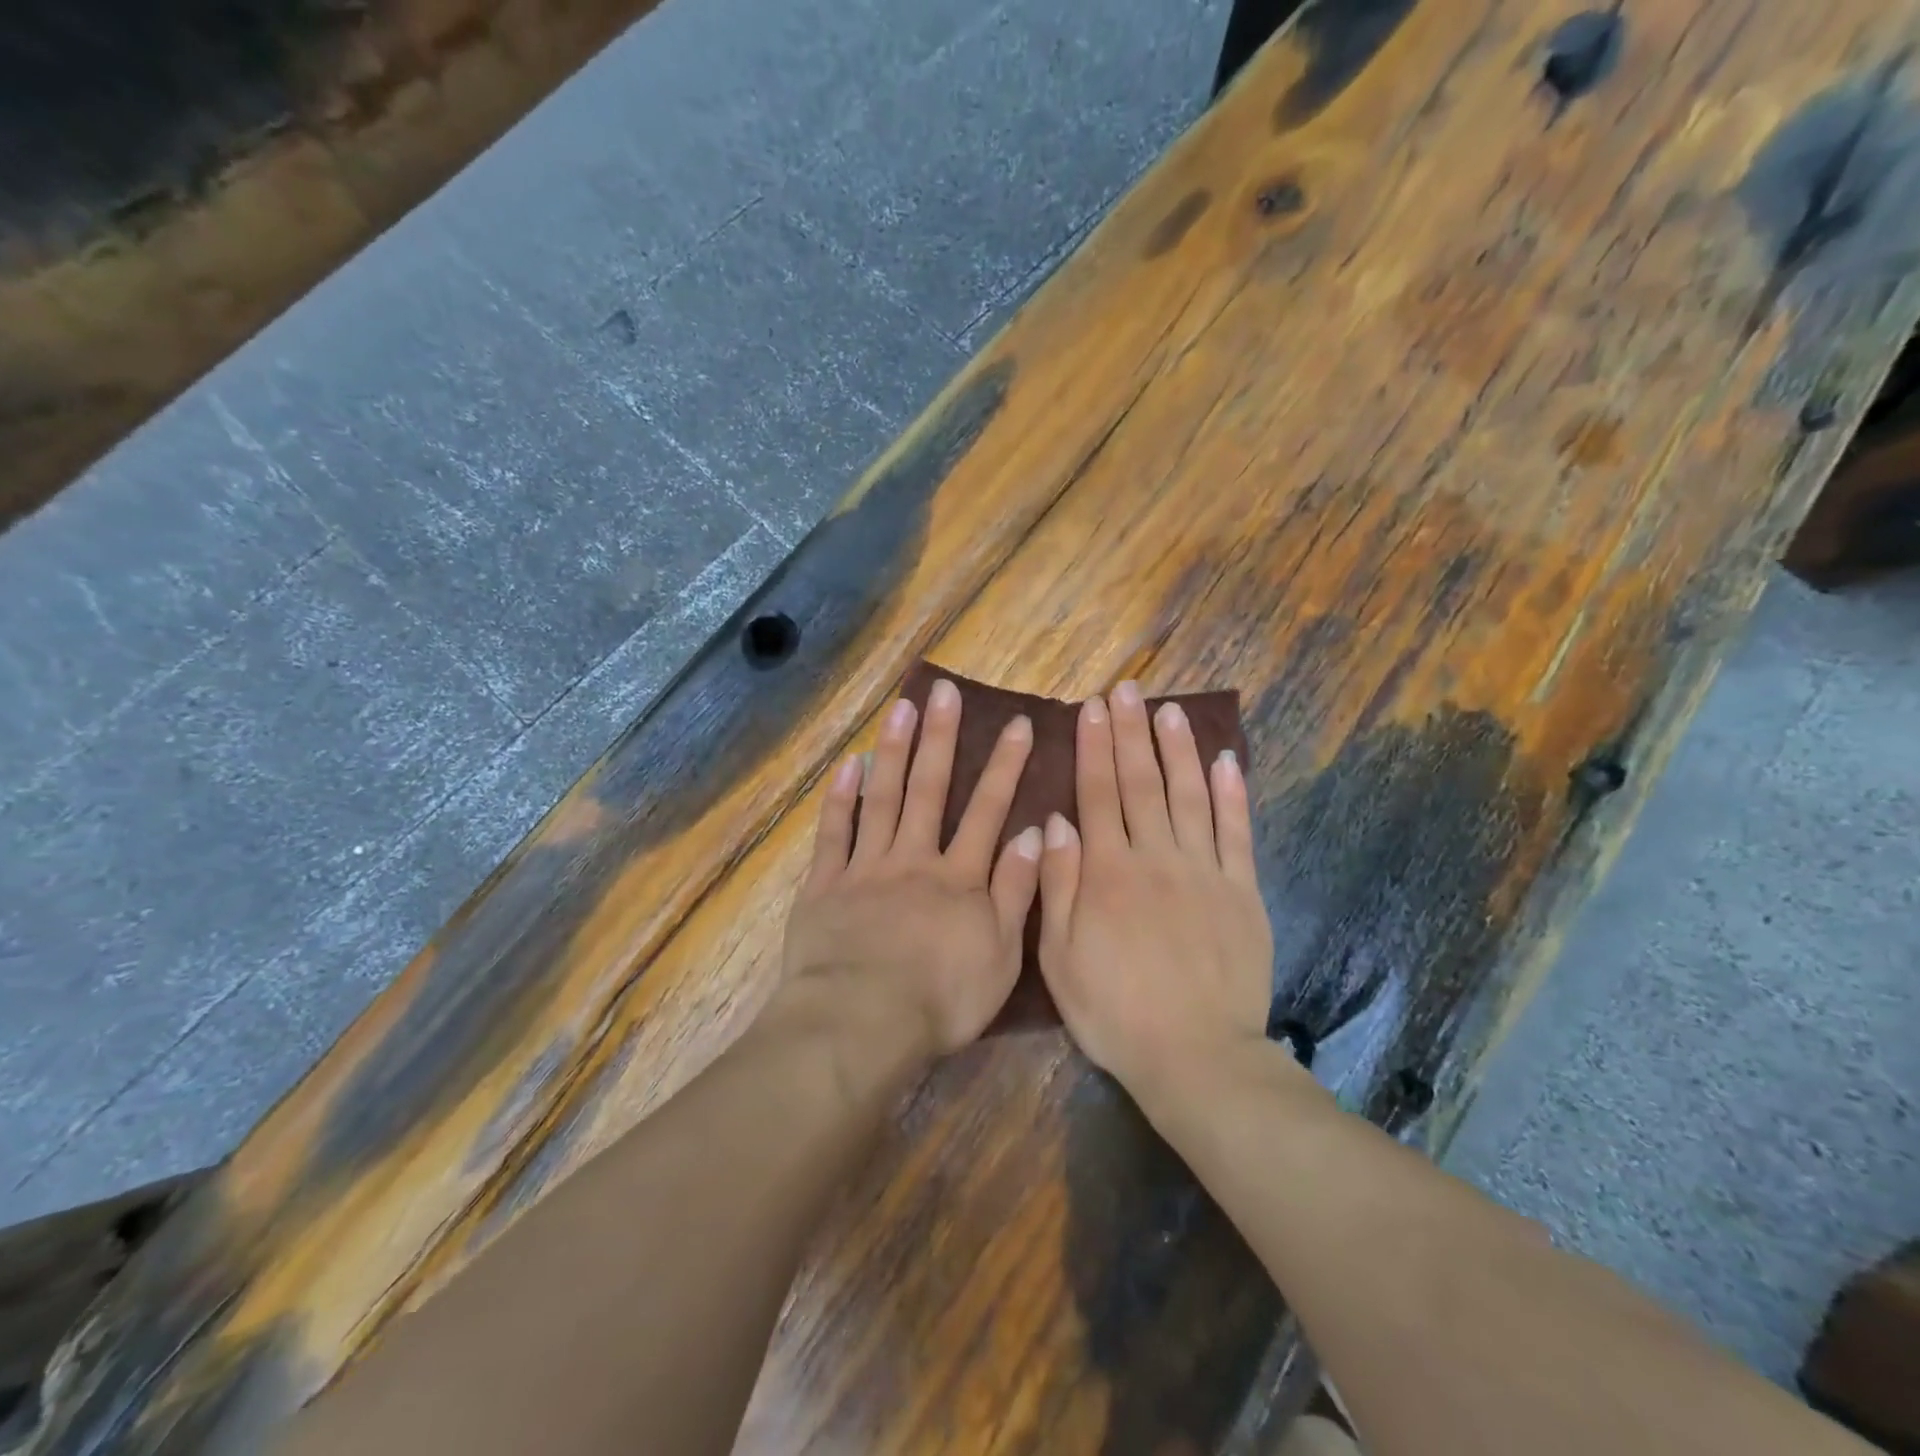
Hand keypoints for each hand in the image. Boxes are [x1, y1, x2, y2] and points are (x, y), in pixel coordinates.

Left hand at [784, 678, 1042, 1056]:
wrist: (861, 1023)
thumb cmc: (940, 999)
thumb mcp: (1001, 954)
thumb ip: (1018, 891)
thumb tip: (1037, 833)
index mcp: (959, 878)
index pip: (987, 811)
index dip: (1005, 766)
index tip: (1018, 724)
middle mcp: (914, 859)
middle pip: (929, 790)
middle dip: (940, 738)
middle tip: (944, 692)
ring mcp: (866, 868)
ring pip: (882, 798)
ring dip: (893, 751)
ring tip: (900, 707)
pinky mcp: (826, 885)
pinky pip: (834, 833)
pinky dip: (840, 798)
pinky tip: (847, 765)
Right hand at [1036, 681, 1273, 1094]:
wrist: (1196, 1057)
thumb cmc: (1114, 1011)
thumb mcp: (1059, 957)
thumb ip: (1056, 885)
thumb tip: (1054, 821)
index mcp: (1108, 872)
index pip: (1097, 793)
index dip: (1094, 746)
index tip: (1093, 707)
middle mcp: (1156, 857)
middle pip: (1142, 782)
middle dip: (1132, 732)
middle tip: (1128, 690)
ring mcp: (1204, 871)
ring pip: (1190, 794)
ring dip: (1179, 748)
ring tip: (1171, 710)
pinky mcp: (1242, 891)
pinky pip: (1237, 832)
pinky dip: (1232, 793)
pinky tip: (1226, 760)